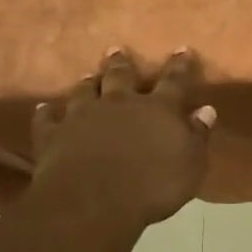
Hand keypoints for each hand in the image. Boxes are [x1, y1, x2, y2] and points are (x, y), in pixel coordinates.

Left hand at [31, 49, 216, 228]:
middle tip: (118, 50)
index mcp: (158, 109)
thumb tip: (205, 110)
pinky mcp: (54, 135)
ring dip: (89, 82)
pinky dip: (48, 112)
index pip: (174, 81)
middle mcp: (120, 104)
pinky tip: (45, 108)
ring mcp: (83, 117)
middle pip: (121, 77)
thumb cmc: (154, 185)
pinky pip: (48, 118)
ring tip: (90, 75)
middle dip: (122, 63)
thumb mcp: (191, 163)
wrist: (93, 202)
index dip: (180, 65)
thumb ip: (197, 135)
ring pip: (85, 91)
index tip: (182, 49)